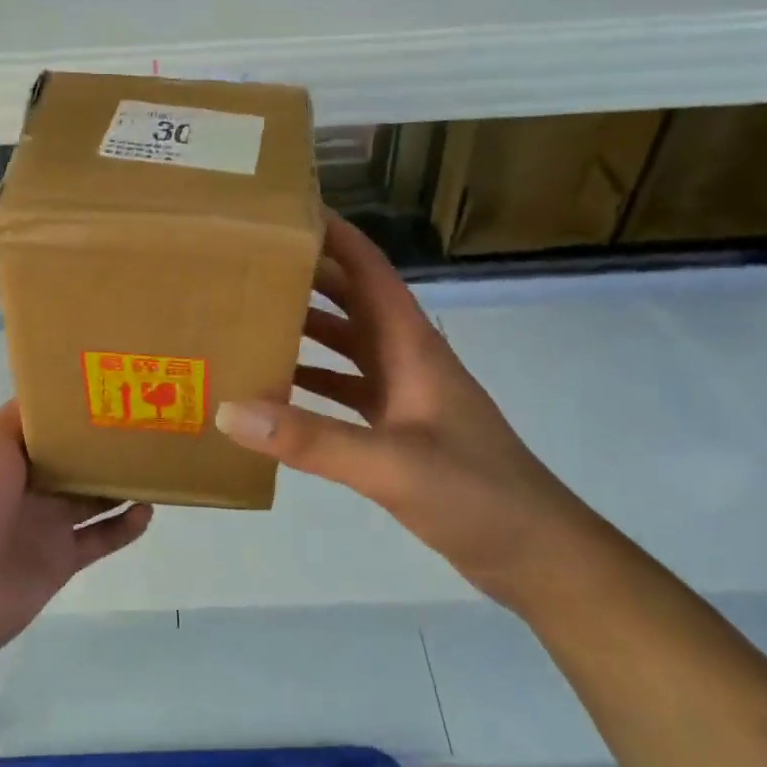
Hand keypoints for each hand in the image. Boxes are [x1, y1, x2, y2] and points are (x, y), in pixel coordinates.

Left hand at [0, 402, 152, 668]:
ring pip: (93, 495)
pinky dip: (125, 526)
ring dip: (121, 482)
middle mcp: (28, 483)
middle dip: (105, 442)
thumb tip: (56, 395)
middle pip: (75, 457)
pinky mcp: (62, 558)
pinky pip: (101, 538)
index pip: (47, 423)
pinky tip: (147, 510)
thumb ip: (23, 418)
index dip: (76, 406)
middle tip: (148, 422)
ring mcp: (46, 522)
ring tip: (156, 462)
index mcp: (6, 451)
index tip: (114, 387)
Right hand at [214, 213, 602, 609]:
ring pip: (346, 347)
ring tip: (249, 320)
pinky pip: (345, 393)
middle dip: (306, 277)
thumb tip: (229, 410)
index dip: (334, 235)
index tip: (286, 211)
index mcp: (411, 345)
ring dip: (305, 330)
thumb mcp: (391, 465)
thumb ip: (311, 440)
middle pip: (351, 301)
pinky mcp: (398, 431)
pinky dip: (312, 385)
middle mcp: (406, 359)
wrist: (537, 555)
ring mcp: (404, 395)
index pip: (369, 270)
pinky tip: (274, 394)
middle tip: (247, 263)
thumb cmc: (476, 494)